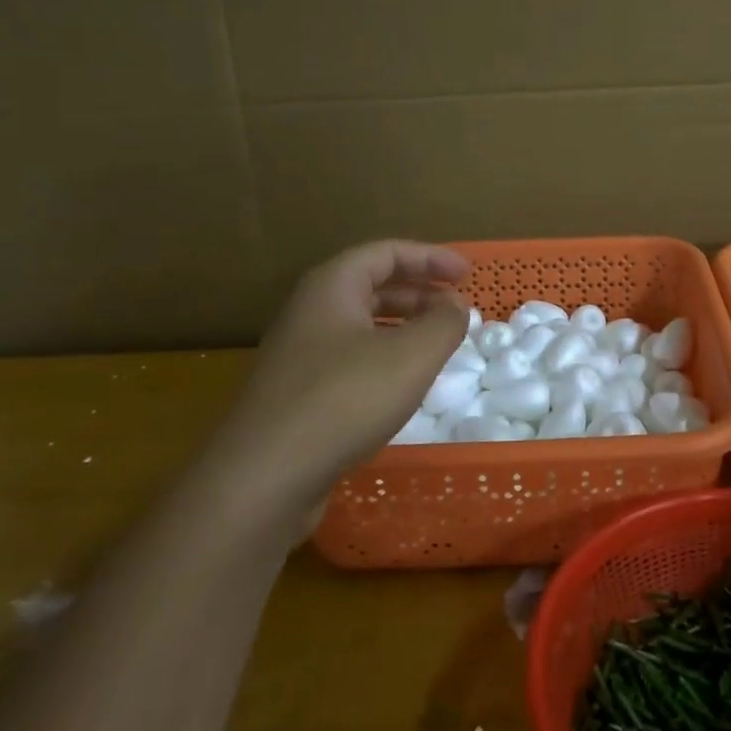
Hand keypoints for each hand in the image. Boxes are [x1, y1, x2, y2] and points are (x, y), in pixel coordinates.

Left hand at [206, 241, 469, 522]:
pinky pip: (351, 358)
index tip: (467, 274)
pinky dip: (385, 358)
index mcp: (332, 287)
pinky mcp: (298, 394)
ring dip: (404, 327)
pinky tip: (404, 385)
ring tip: (438, 345)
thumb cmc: (345, 399)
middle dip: (419, 293)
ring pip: (361, 325)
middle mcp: (310, 312)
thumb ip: (444, 323)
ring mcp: (300, 354)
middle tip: (456, 310)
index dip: (430, 258)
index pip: (386, 253)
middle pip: (372, 286)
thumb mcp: (412, 356)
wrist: (264, 476)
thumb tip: (455, 306)